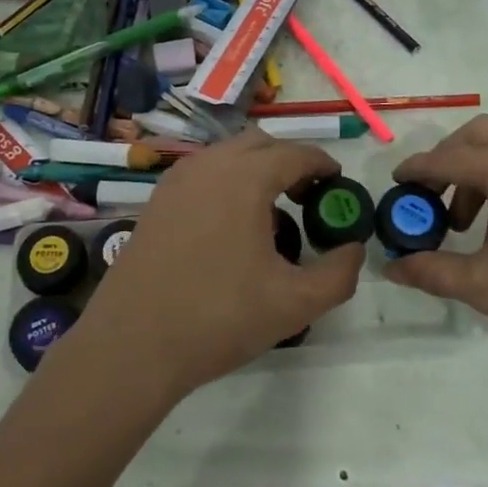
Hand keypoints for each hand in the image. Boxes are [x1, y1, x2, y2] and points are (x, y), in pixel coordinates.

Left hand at [73, 130, 365, 397]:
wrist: (133, 342)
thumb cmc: (219, 318)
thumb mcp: (295, 303)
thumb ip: (339, 274)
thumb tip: (354, 249)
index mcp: (244, 177)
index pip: (295, 153)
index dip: (322, 165)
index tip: (338, 185)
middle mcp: (208, 165)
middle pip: (259, 144)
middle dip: (289, 161)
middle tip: (308, 197)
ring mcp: (176, 180)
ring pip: (227, 156)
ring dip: (255, 170)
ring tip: (272, 214)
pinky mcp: (156, 201)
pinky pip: (203, 174)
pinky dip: (227, 183)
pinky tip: (232, 227)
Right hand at [384, 115, 487, 394]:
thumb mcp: (484, 284)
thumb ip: (432, 270)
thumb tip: (391, 268)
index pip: (450, 157)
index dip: (418, 169)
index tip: (396, 183)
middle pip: (482, 134)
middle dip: (450, 157)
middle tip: (432, 195)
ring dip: (482, 167)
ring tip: (470, 219)